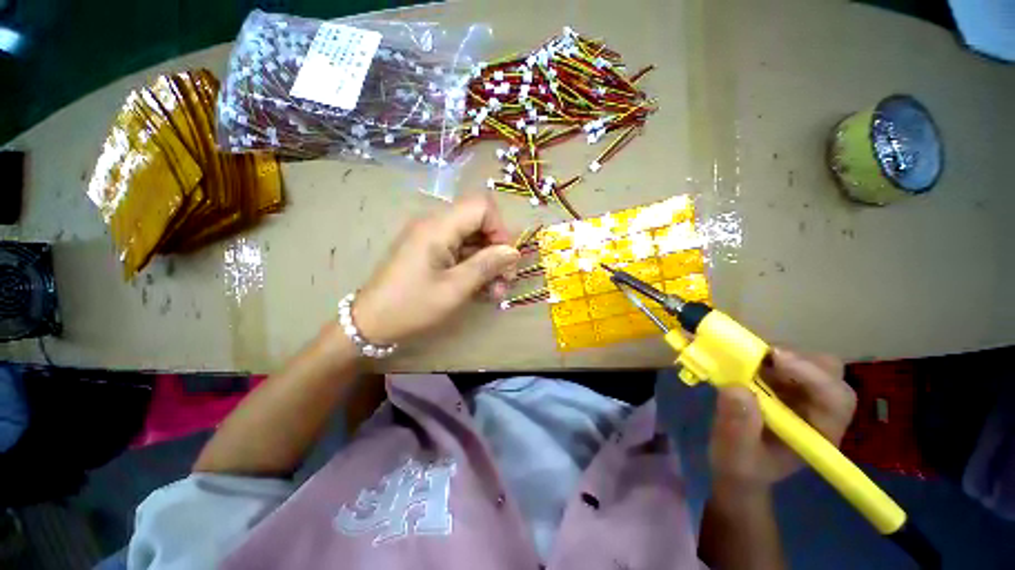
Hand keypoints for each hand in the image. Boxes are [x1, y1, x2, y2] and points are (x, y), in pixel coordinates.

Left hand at [352, 192, 519, 344]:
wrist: (372, 323)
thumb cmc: (412, 307)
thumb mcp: (454, 289)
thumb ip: (486, 266)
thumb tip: (513, 252)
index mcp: (438, 227)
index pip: (482, 206)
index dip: (500, 229)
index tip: (504, 260)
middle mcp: (435, 224)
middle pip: (479, 222)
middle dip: (497, 250)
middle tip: (504, 281)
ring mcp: (432, 237)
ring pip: (473, 238)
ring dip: (489, 262)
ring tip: (494, 292)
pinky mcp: (431, 250)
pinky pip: (461, 249)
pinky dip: (475, 266)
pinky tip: (481, 288)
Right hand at [708, 348, 855, 489]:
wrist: (736, 463)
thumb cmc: (741, 465)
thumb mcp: (735, 454)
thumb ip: (738, 427)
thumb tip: (736, 388)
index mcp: (820, 432)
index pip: (834, 397)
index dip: (811, 374)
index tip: (774, 358)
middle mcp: (819, 408)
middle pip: (828, 371)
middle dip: (795, 358)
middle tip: (758, 356)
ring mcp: (801, 392)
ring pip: (805, 359)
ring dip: (775, 354)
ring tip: (744, 358)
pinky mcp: (783, 382)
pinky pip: (781, 358)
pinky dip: (762, 354)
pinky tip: (743, 360)